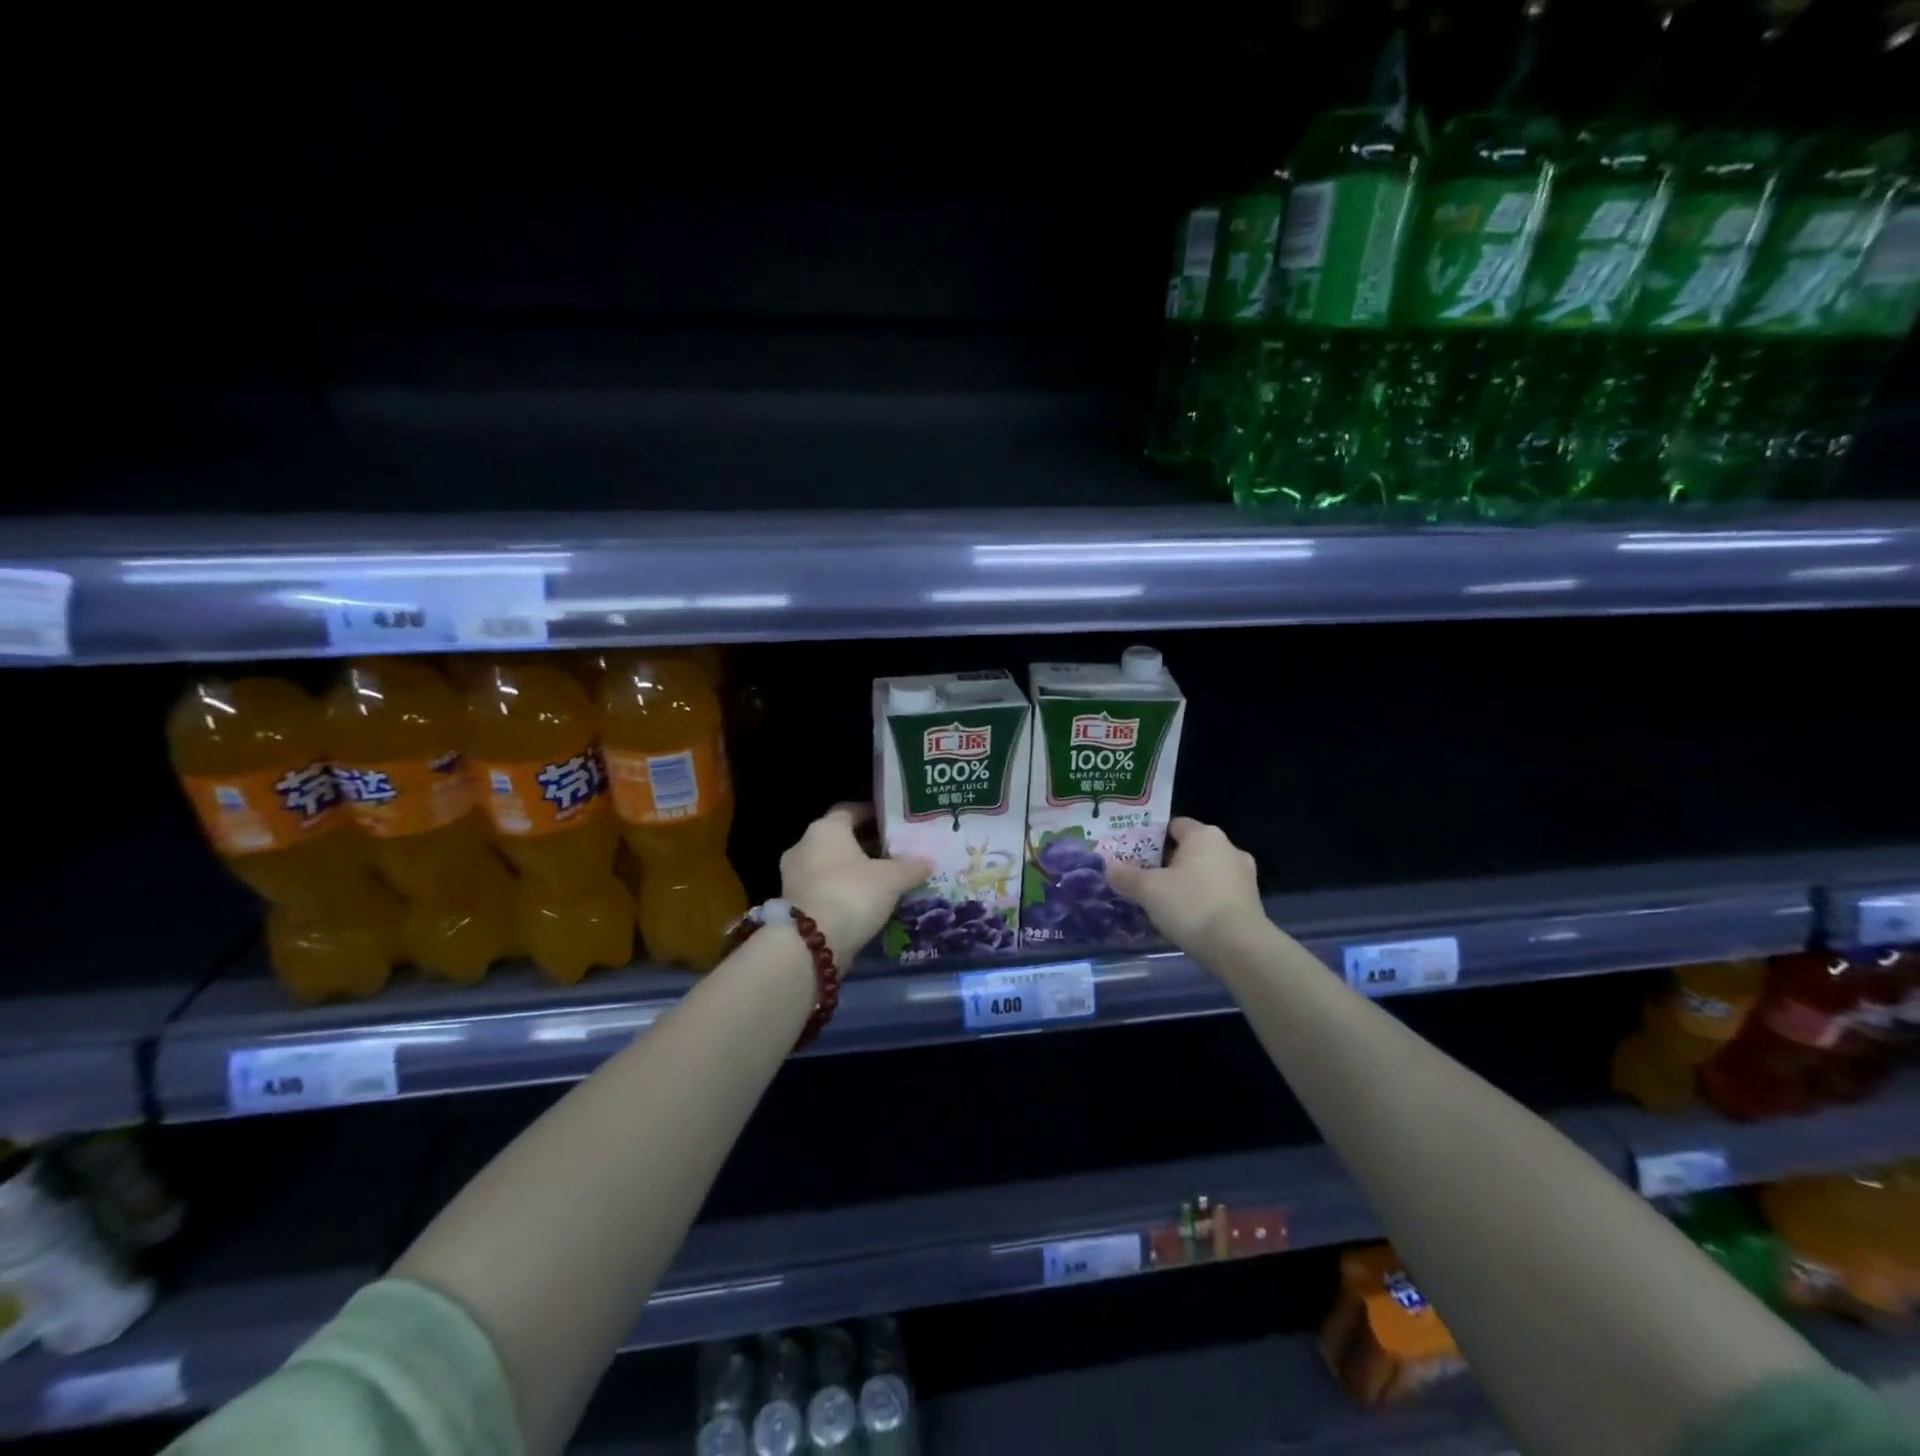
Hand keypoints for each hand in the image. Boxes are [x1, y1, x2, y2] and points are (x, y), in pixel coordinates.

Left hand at [780, 804, 931, 965]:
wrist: (811, 945)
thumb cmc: (852, 894)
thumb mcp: (891, 879)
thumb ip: (911, 867)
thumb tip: (926, 861)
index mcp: (826, 828)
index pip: (850, 811)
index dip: (873, 815)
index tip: (893, 826)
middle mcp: (804, 845)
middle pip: (839, 839)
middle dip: (865, 846)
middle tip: (893, 855)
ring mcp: (793, 875)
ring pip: (829, 864)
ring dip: (852, 871)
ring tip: (881, 882)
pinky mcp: (792, 903)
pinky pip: (822, 888)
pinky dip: (840, 891)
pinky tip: (862, 903)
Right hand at [1105, 817, 1261, 955]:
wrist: (1239, 948)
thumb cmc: (1191, 905)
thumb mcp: (1148, 890)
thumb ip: (1126, 875)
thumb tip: (1108, 865)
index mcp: (1204, 835)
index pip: (1174, 825)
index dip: (1152, 838)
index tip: (1134, 854)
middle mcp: (1228, 848)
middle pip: (1190, 849)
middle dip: (1168, 862)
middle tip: (1144, 879)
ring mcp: (1244, 876)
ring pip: (1205, 872)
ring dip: (1187, 883)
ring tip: (1163, 902)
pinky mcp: (1251, 902)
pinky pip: (1218, 893)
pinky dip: (1203, 900)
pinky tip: (1187, 918)